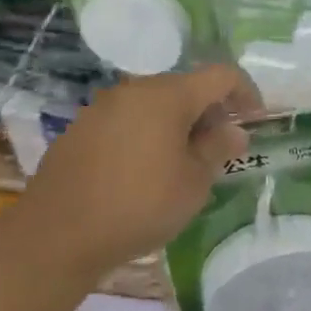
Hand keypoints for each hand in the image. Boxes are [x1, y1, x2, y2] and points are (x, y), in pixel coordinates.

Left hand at [17, 65, 262, 278]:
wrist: (55, 235)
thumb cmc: (138, 206)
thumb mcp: (193, 183)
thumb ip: (217, 149)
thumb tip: (233, 131)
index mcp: (169, 95)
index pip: (221, 75)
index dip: (246, 92)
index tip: (256, 119)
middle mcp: (135, 89)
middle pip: (186, 87)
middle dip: (210, 111)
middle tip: (220, 147)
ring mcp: (104, 106)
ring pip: (155, 103)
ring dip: (178, 123)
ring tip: (184, 161)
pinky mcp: (81, 128)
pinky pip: (128, 119)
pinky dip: (148, 132)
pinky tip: (144, 169)